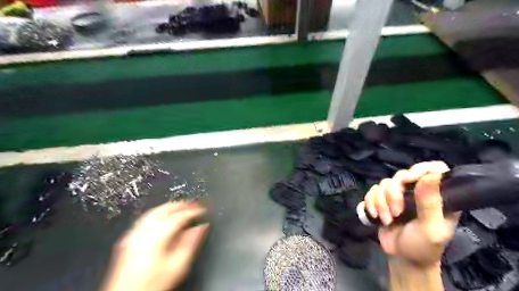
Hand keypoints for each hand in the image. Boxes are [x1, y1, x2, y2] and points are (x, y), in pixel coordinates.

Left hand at [103, 201, 208, 290]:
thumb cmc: (152, 285)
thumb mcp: (178, 267)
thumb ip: (191, 243)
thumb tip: (201, 227)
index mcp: (155, 238)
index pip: (178, 217)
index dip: (193, 211)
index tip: (202, 209)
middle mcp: (142, 232)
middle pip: (165, 210)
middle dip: (182, 205)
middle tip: (195, 204)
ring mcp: (133, 235)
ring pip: (154, 212)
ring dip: (171, 206)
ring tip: (183, 206)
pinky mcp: (129, 239)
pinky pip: (146, 218)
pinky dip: (160, 212)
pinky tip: (166, 215)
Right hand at [364, 161, 457, 264]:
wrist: (401, 257)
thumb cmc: (423, 246)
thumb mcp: (431, 229)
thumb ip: (430, 204)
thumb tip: (431, 175)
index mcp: (438, 196)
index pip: (434, 169)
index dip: (420, 169)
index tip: (408, 180)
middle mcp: (418, 191)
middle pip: (401, 175)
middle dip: (393, 194)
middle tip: (396, 212)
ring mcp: (398, 194)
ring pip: (384, 183)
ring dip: (381, 202)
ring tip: (387, 219)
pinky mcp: (382, 199)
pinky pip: (372, 191)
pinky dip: (371, 203)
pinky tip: (375, 215)